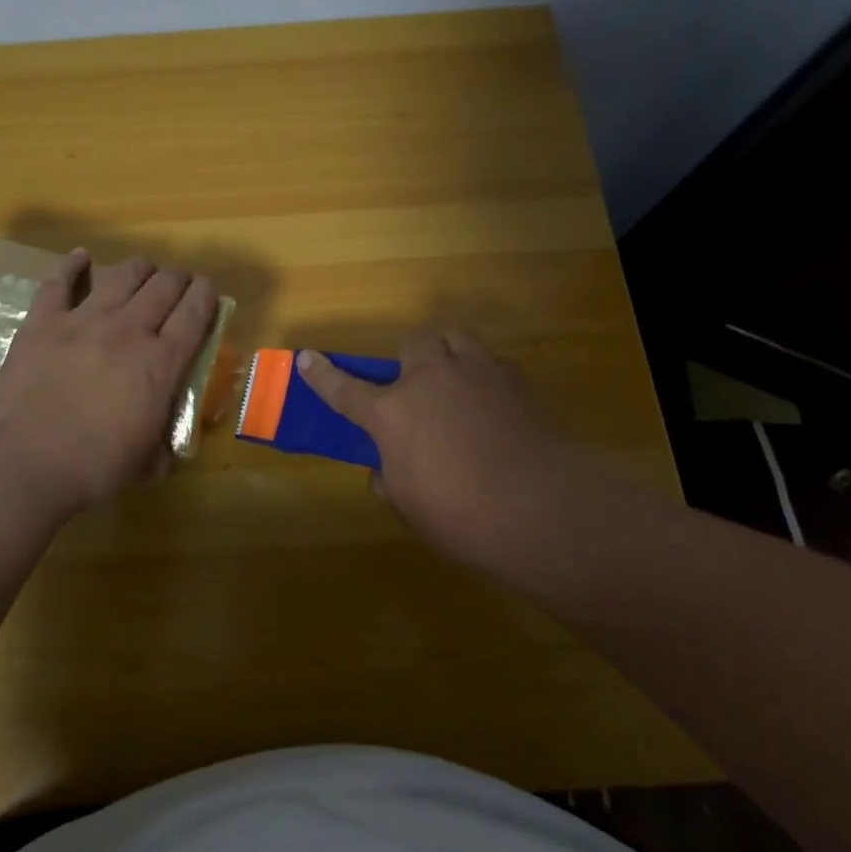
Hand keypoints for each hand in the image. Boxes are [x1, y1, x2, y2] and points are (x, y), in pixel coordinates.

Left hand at [0, 249, 218, 516]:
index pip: (195, 313)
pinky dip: (72, 265)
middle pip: (163, 285)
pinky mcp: (44, 322)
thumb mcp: (149, 463)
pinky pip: (60, 282)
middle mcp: (129, 330)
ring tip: (142, 270)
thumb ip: (165, 445)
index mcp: (161, 362)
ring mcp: (84, 320)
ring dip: (139, 268)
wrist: (27, 463)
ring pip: (122, 275)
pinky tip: (80, 257)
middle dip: (177, 278)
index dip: (206, 295)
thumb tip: (169, 448)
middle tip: (177, 284)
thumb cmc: (95, 468)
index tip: (207, 291)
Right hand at [297, 329, 560, 571]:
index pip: (344, 388)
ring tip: (458, 380)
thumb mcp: (410, 506)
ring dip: (449, 352)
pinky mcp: (515, 378)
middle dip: (411, 357)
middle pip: (413, 342)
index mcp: (392, 412)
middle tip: (419, 386)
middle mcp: (429, 379)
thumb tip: (385, 469)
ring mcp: (475, 372)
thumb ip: (389, 480)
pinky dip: (485, 374)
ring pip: (454, 335)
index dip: (322, 374)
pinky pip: (491, 361)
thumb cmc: (463, 516)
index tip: (306, 358)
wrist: (543, 509)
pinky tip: (495, 404)